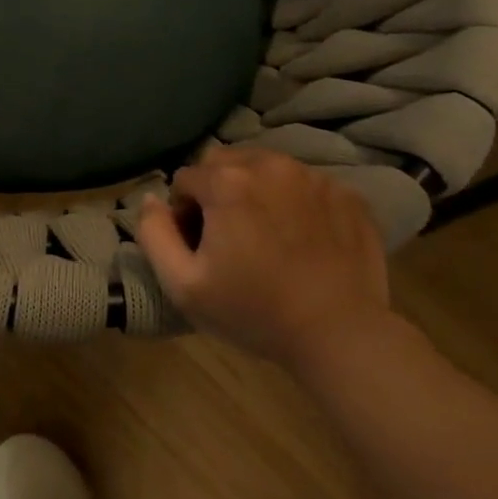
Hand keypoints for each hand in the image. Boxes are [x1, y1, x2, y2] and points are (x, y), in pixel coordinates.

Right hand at [137, 146, 389, 371]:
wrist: (341, 336)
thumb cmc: (254, 311)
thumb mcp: (183, 284)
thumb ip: (153, 233)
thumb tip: (150, 199)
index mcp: (227, 182)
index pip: (185, 178)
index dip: (184, 212)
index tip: (200, 246)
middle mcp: (270, 165)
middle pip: (224, 162)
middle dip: (217, 190)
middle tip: (229, 235)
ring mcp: (314, 177)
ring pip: (266, 168)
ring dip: (255, 191)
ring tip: (266, 234)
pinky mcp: (347, 194)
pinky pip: (304, 184)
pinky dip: (294, 201)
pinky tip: (301, 239)